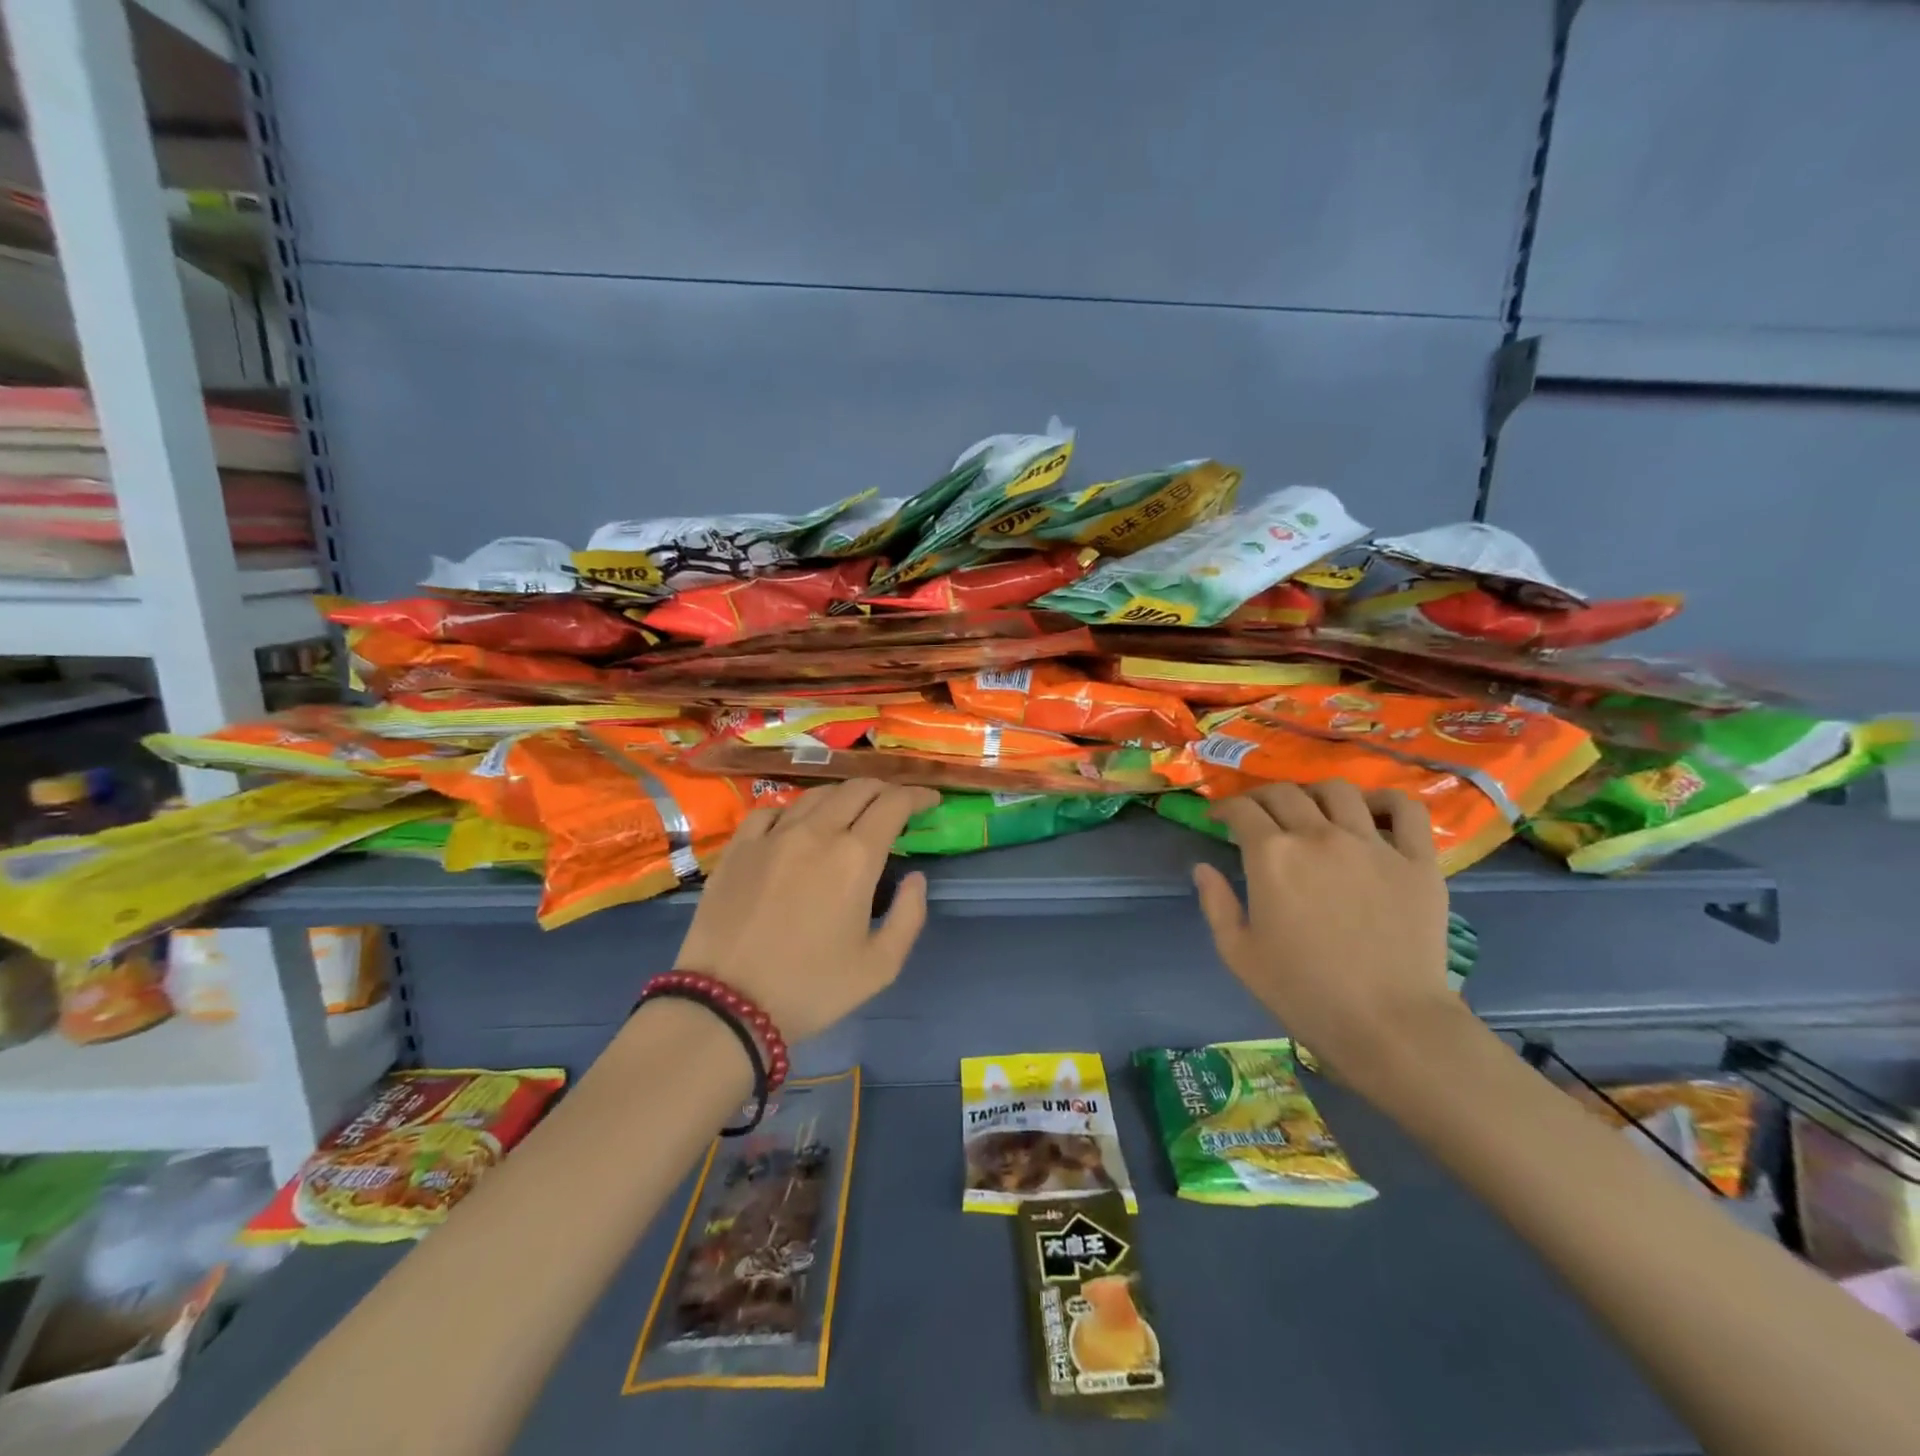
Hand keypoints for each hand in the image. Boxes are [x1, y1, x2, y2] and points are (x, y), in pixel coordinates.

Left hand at [673, 779, 938, 1042]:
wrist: (727, 1004)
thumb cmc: (812, 989)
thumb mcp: (880, 966)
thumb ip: (909, 915)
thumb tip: (916, 877)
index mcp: (855, 857)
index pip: (894, 803)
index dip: (917, 795)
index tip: (930, 801)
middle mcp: (816, 832)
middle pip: (857, 789)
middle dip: (884, 790)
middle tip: (896, 805)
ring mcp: (772, 836)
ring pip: (816, 794)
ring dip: (843, 796)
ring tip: (852, 811)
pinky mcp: (739, 847)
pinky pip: (772, 811)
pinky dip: (795, 810)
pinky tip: (796, 825)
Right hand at [1192, 781, 1461, 1093]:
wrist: (1389, 1025)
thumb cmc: (1303, 993)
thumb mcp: (1239, 953)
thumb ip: (1216, 903)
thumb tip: (1203, 868)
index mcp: (1272, 855)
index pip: (1242, 810)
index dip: (1224, 809)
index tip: (1219, 819)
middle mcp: (1319, 836)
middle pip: (1285, 793)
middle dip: (1261, 798)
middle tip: (1257, 816)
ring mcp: (1372, 844)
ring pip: (1338, 791)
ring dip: (1314, 794)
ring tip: (1311, 812)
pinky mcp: (1416, 860)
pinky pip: (1404, 810)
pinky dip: (1385, 801)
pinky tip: (1372, 811)